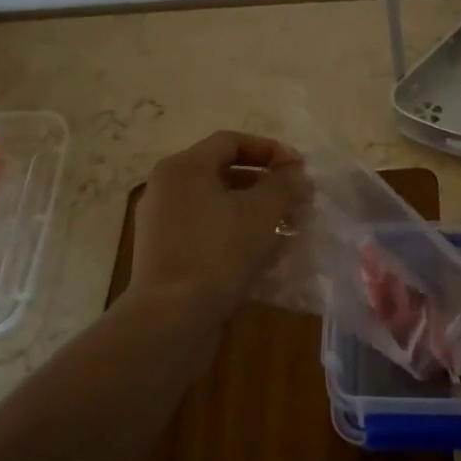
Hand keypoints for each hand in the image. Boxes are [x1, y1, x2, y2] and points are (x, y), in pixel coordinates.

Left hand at [129, 131, 308, 318]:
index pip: (231, 142)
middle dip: (265, 184)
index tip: (298, 169)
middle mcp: (166, 189)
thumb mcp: (262, 211)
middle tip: (296, 199)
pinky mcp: (165, 257)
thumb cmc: (219, 252)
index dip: (269, 150)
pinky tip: (263, 256)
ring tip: (286, 228)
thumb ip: (284, 184)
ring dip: (253, 212)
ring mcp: (161, 225)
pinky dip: (235, 236)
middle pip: (223, 173)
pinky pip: (206, 233)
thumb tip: (296, 172)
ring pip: (216, 206)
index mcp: (183, 168)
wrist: (171, 318)